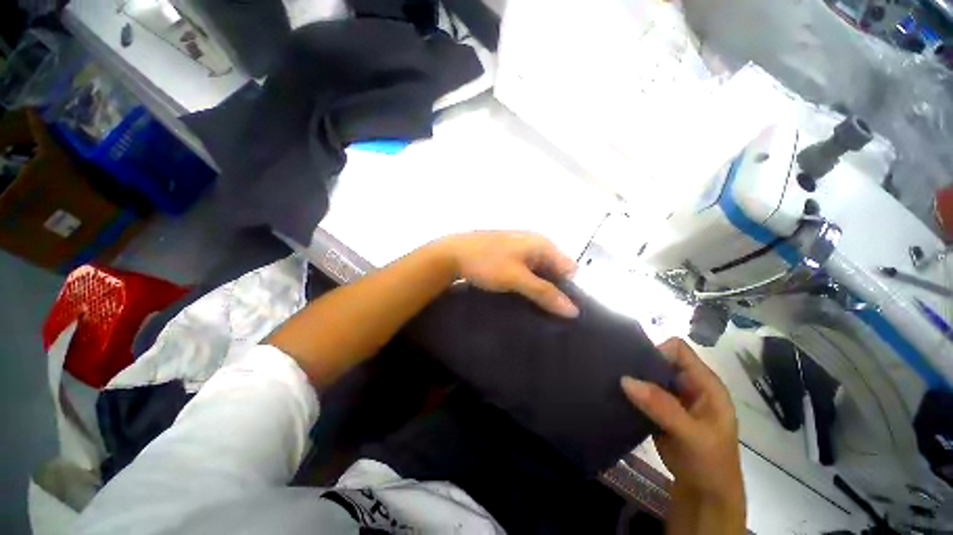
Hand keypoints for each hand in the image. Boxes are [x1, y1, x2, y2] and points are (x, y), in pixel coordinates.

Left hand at [436, 231, 578, 317]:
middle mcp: (534, 243)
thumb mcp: (517, 278)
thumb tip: (573, 310)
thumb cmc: (487, 263)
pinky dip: (525, 282)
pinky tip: (517, 293)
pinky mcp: (508, 254)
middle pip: (554, 270)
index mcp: (542, 243)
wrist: (452, 254)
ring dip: (537, 287)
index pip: (568, 269)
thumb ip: (545, 293)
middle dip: (552, 289)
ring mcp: (520, 248)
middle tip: (543, 310)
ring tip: (530, 305)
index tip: (557, 308)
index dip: (566, 289)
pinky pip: (525, 270)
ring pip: (539, 271)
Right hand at [621, 338, 742, 499]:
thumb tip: (625, 379)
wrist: (704, 495)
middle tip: (617, 370)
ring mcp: (673, 398)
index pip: (678, 350)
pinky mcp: (659, 410)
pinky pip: (641, 392)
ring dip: (633, 378)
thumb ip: (662, 406)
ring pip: (648, 375)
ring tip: (612, 380)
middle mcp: (688, 385)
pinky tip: (617, 394)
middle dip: (640, 363)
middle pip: (660, 360)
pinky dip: (630, 392)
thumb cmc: (710, 463)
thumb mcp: (691, 435)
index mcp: (705, 383)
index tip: (636, 364)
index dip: (658, 351)